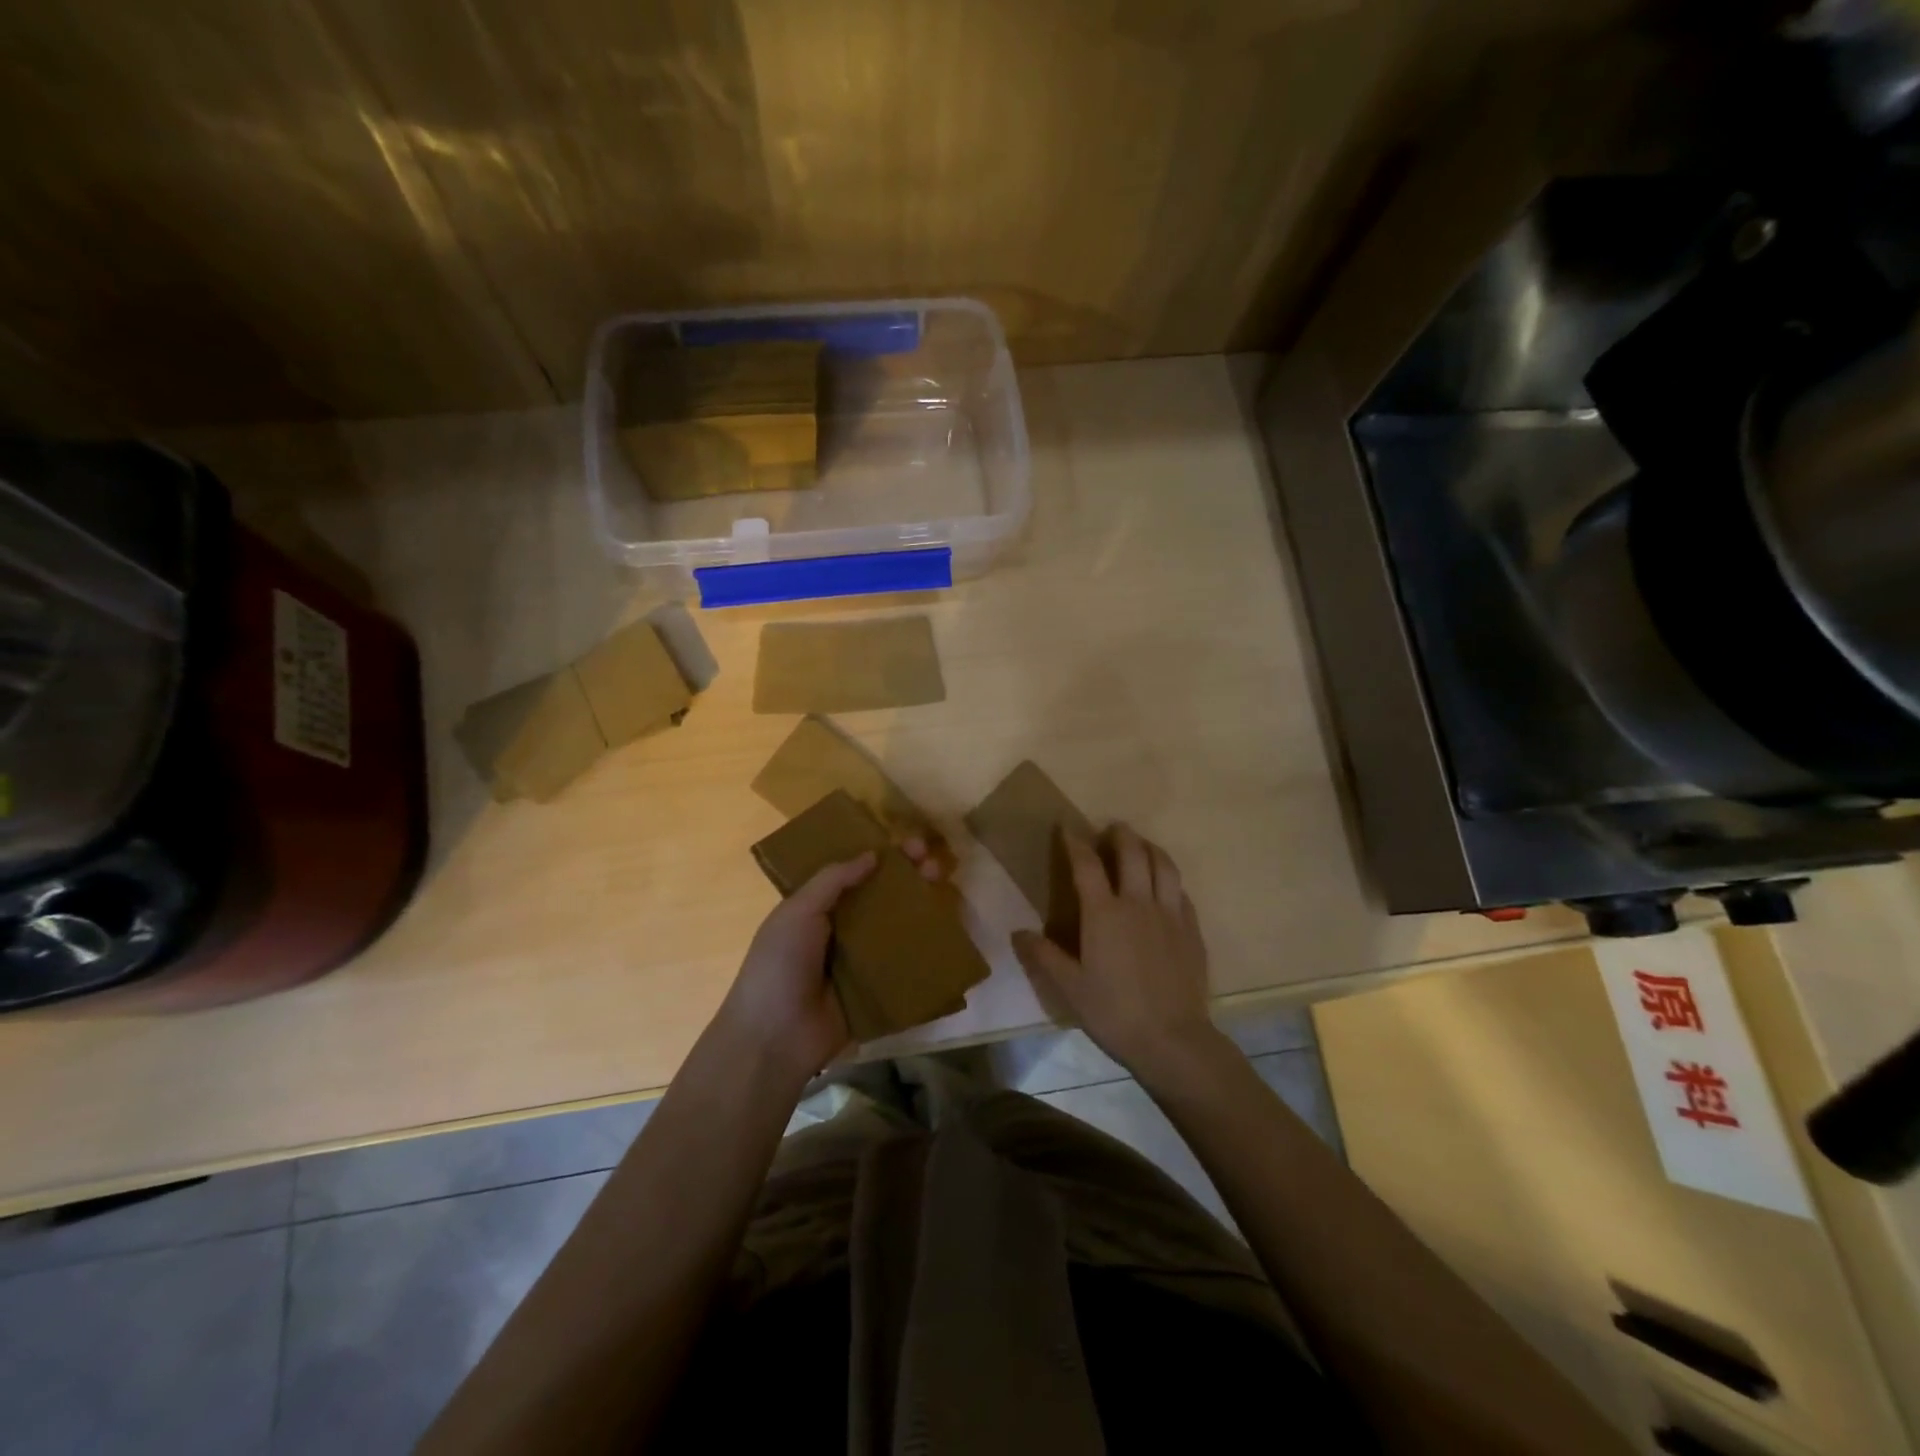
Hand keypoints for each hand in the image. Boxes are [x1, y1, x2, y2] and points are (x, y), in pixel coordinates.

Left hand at [716, 838, 946, 1083]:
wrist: (775, 1037)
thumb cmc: (780, 965)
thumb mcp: (797, 912)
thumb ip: (832, 880)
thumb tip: (873, 854)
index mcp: (818, 908)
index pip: (856, 873)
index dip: (883, 856)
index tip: (911, 844)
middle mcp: (842, 930)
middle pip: (882, 897)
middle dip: (909, 877)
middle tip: (934, 864)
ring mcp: (862, 961)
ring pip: (898, 927)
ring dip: (922, 907)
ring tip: (944, 889)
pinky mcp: (878, 990)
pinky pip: (905, 965)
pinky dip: (926, 949)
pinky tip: (949, 932)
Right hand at [1012, 824, 1228, 1089]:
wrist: (1172, 1039)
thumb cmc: (1114, 1012)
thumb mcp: (1069, 988)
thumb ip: (1044, 956)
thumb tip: (1018, 932)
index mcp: (1104, 913)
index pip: (1087, 864)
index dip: (1075, 842)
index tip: (1067, 827)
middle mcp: (1138, 903)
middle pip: (1132, 853)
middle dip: (1120, 835)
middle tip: (1112, 828)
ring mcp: (1170, 914)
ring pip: (1163, 865)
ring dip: (1150, 848)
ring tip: (1142, 845)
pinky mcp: (1192, 930)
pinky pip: (1181, 891)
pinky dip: (1170, 878)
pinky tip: (1166, 885)